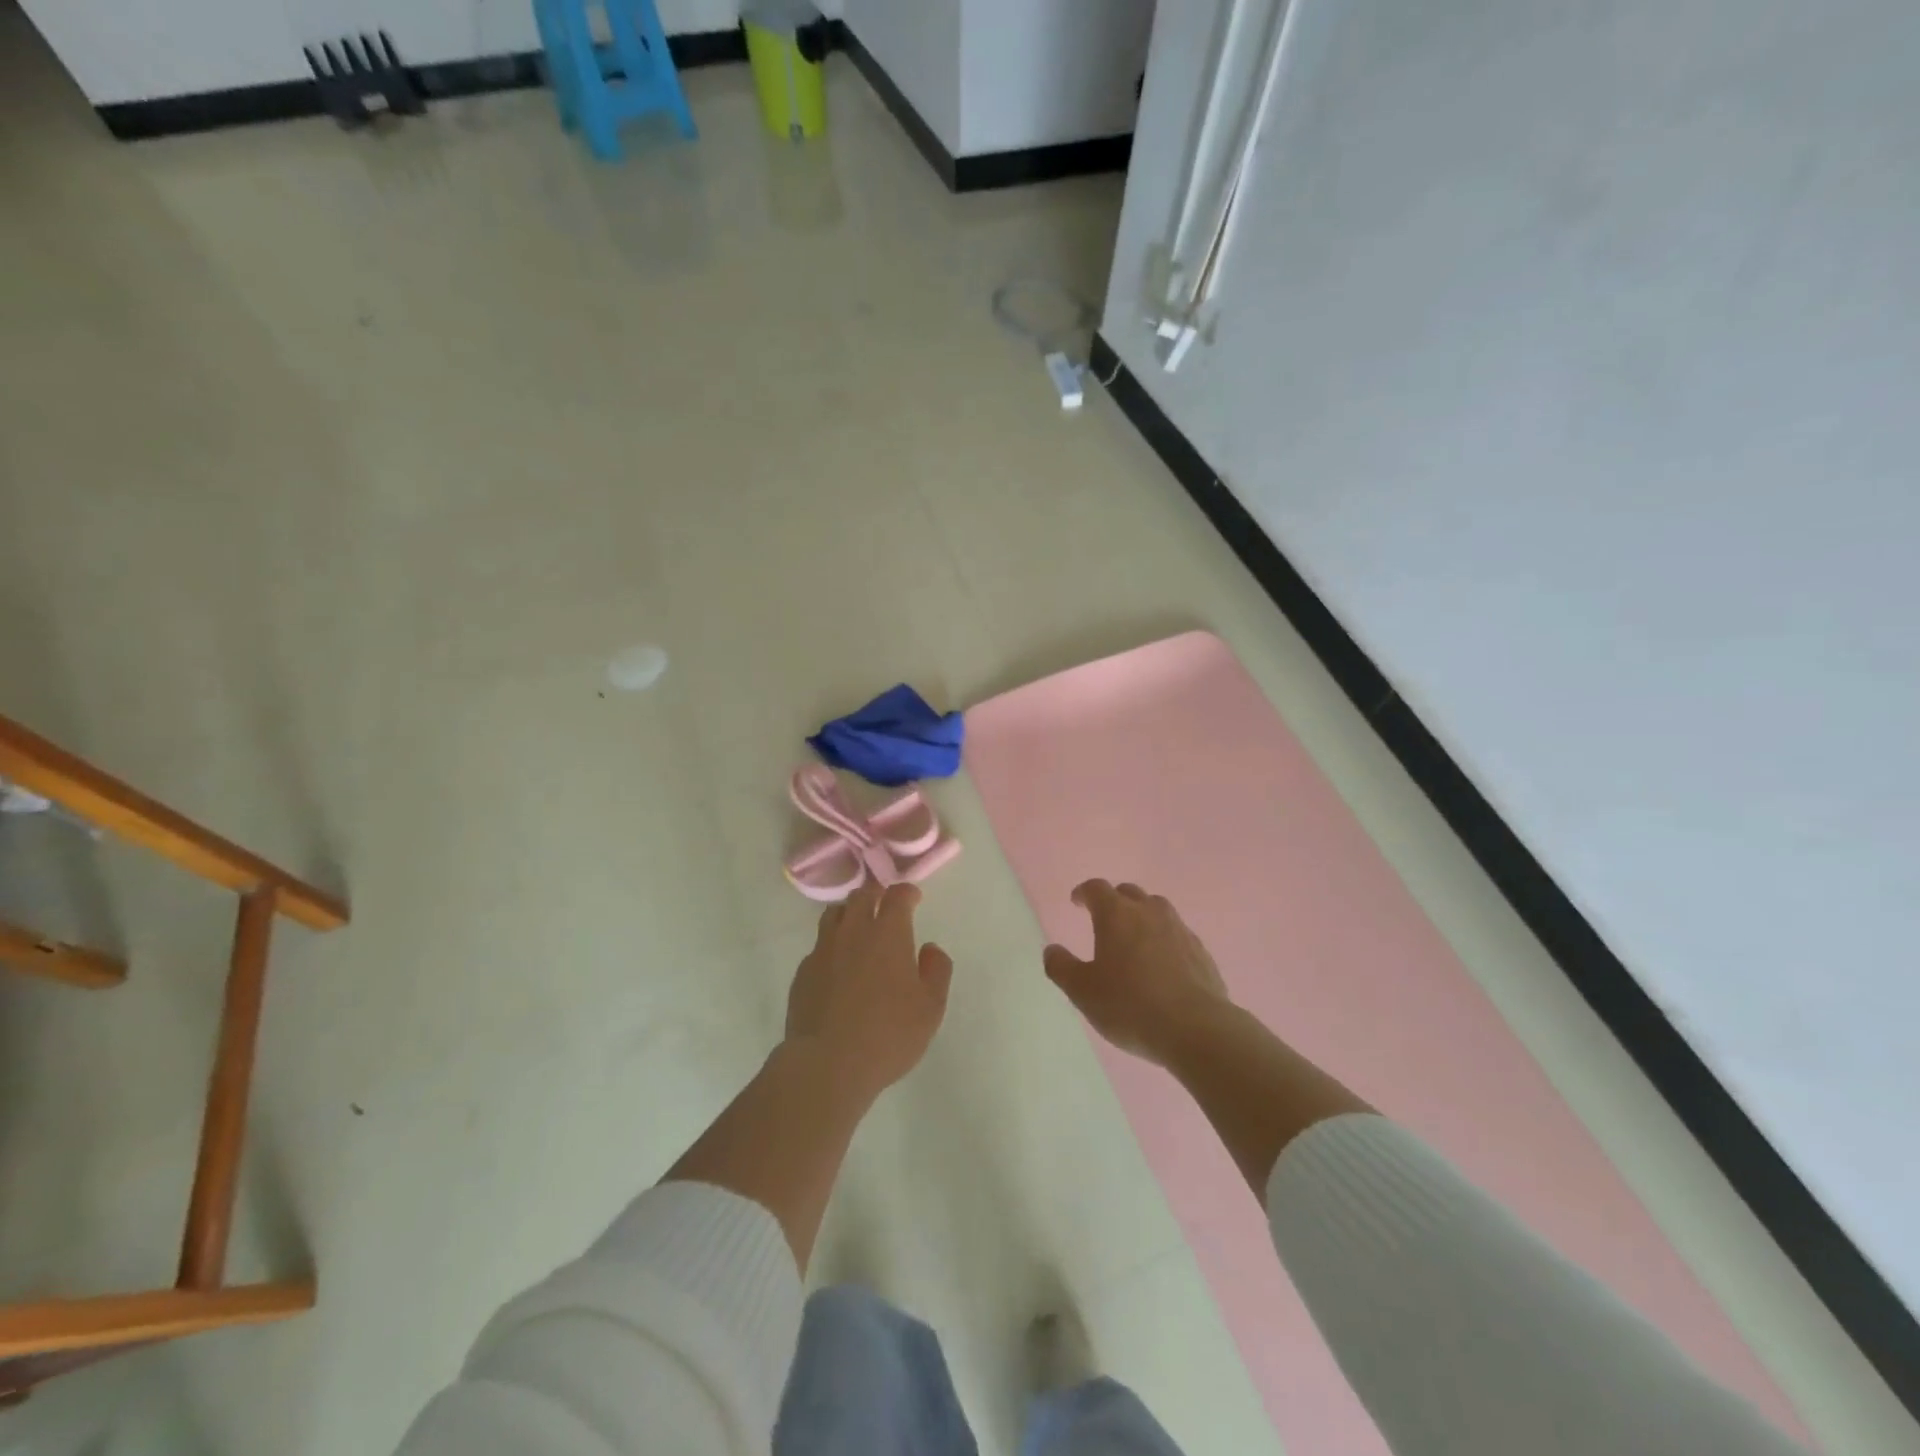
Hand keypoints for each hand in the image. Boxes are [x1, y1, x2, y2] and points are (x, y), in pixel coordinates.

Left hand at [785, 880, 953, 1102]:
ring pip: (834, 914)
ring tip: (858, 927)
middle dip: (876, 894)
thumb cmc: (888, 1034)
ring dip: (849, 913)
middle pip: (861, 896)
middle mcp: (853, 931)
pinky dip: (831, 945)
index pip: (896, 895)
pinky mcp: (803, 972)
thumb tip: (930, 949)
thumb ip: (936, 971)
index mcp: (888, 933)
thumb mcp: (930, 1007)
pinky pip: (819, 946)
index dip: (906, 892)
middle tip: (884, 905)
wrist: (826, 1064)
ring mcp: (823, 950)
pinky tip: (837, 965)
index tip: (913, 898)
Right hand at [1044, 880, 1231, 1066]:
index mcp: (1116, 915)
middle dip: (1114, 900)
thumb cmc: (1130, 1006)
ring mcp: (1179, 930)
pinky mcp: (1202, 952)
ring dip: (1143, 916)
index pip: (1097, 889)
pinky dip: (1165, 940)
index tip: (1077, 901)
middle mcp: (1149, 912)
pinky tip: (1163, 963)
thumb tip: (1052, 950)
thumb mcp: (1083, 991)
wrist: (1196, 1029)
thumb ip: (1062, 967)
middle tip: (1105, 918)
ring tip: (1135, 938)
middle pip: (1129, 893)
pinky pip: (1178, 935)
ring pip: (1158, 909)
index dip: (1084, 892)